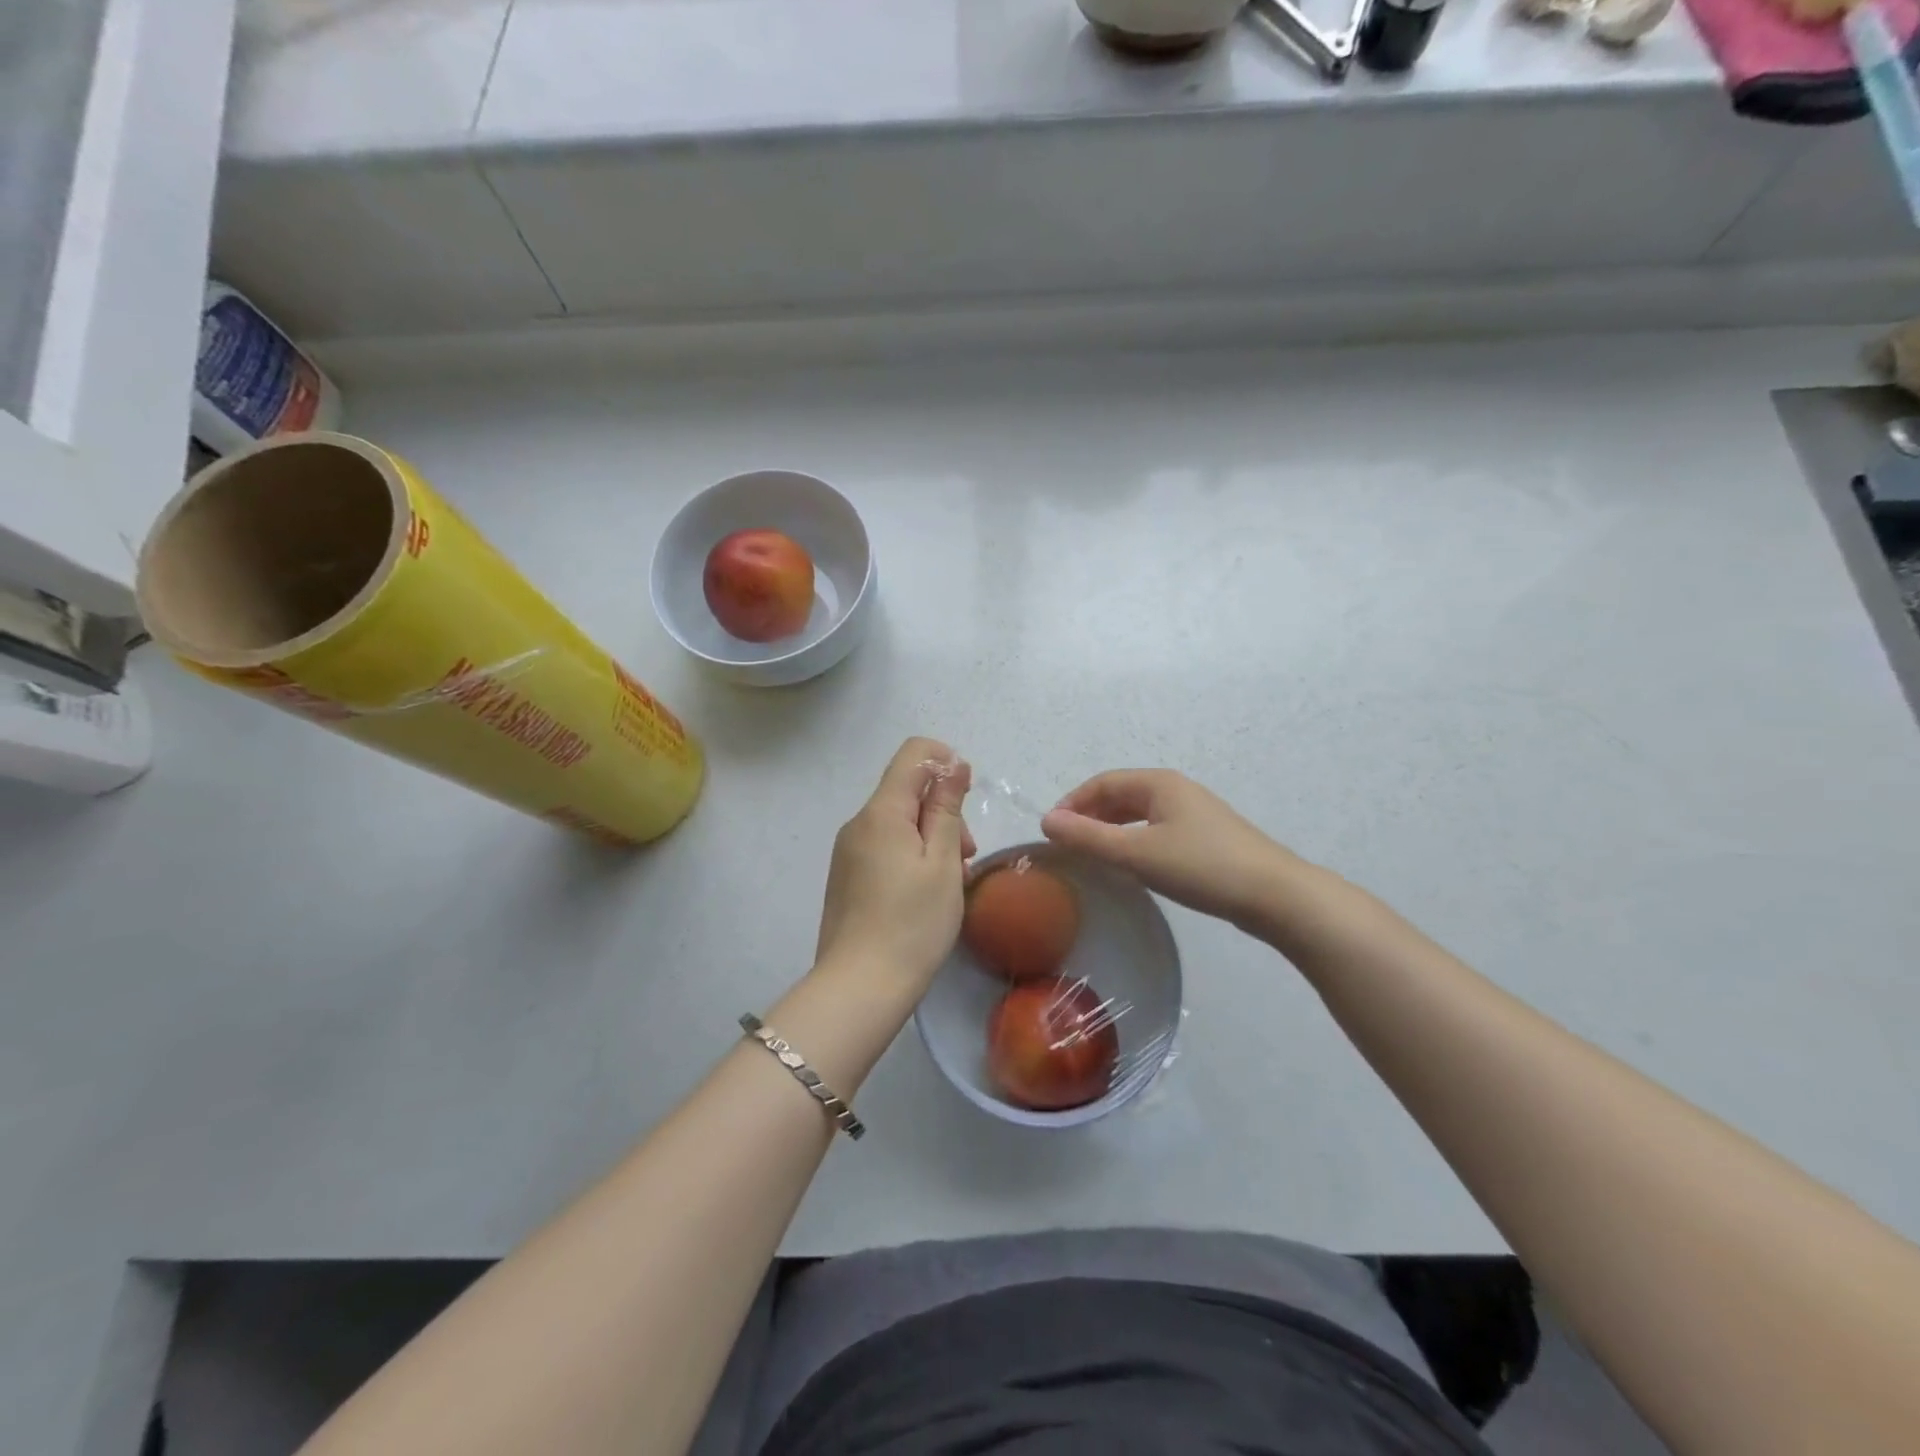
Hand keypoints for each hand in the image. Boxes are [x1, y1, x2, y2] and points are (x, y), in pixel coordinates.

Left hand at [815, 737, 974, 990]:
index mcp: (881, 812)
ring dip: (930, 837)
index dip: (945, 761)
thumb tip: (953, 763)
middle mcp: (858, 823)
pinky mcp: (846, 876)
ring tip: (949, 881)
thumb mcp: (943, 861)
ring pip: (897, 821)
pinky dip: (910, 856)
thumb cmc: (913, 923)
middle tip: (964, 855)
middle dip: (942, 810)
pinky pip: (884, 846)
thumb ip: (947, 808)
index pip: (913, 754)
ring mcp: (848, 851)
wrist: (860, 986)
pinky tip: (924, 893)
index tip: (966, 798)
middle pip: (906, 790)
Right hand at [1040, 769, 1303, 934]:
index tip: (1051, 830)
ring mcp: (1195, 813)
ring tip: (1093, 854)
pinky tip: (1133, 863)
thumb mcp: (1136, 854)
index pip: (1102, 783)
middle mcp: (1176, 790)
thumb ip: (1088, 837)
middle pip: (1121, 795)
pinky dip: (1134, 840)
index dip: (1072, 802)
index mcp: (1158, 783)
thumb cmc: (1200, 867)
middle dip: (1090, 815)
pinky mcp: (1207, 838)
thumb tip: (1047, 820)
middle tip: (1068, 844)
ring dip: (1111, 829)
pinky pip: (1157, 829)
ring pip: (1140, 814)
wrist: (1274, 895)